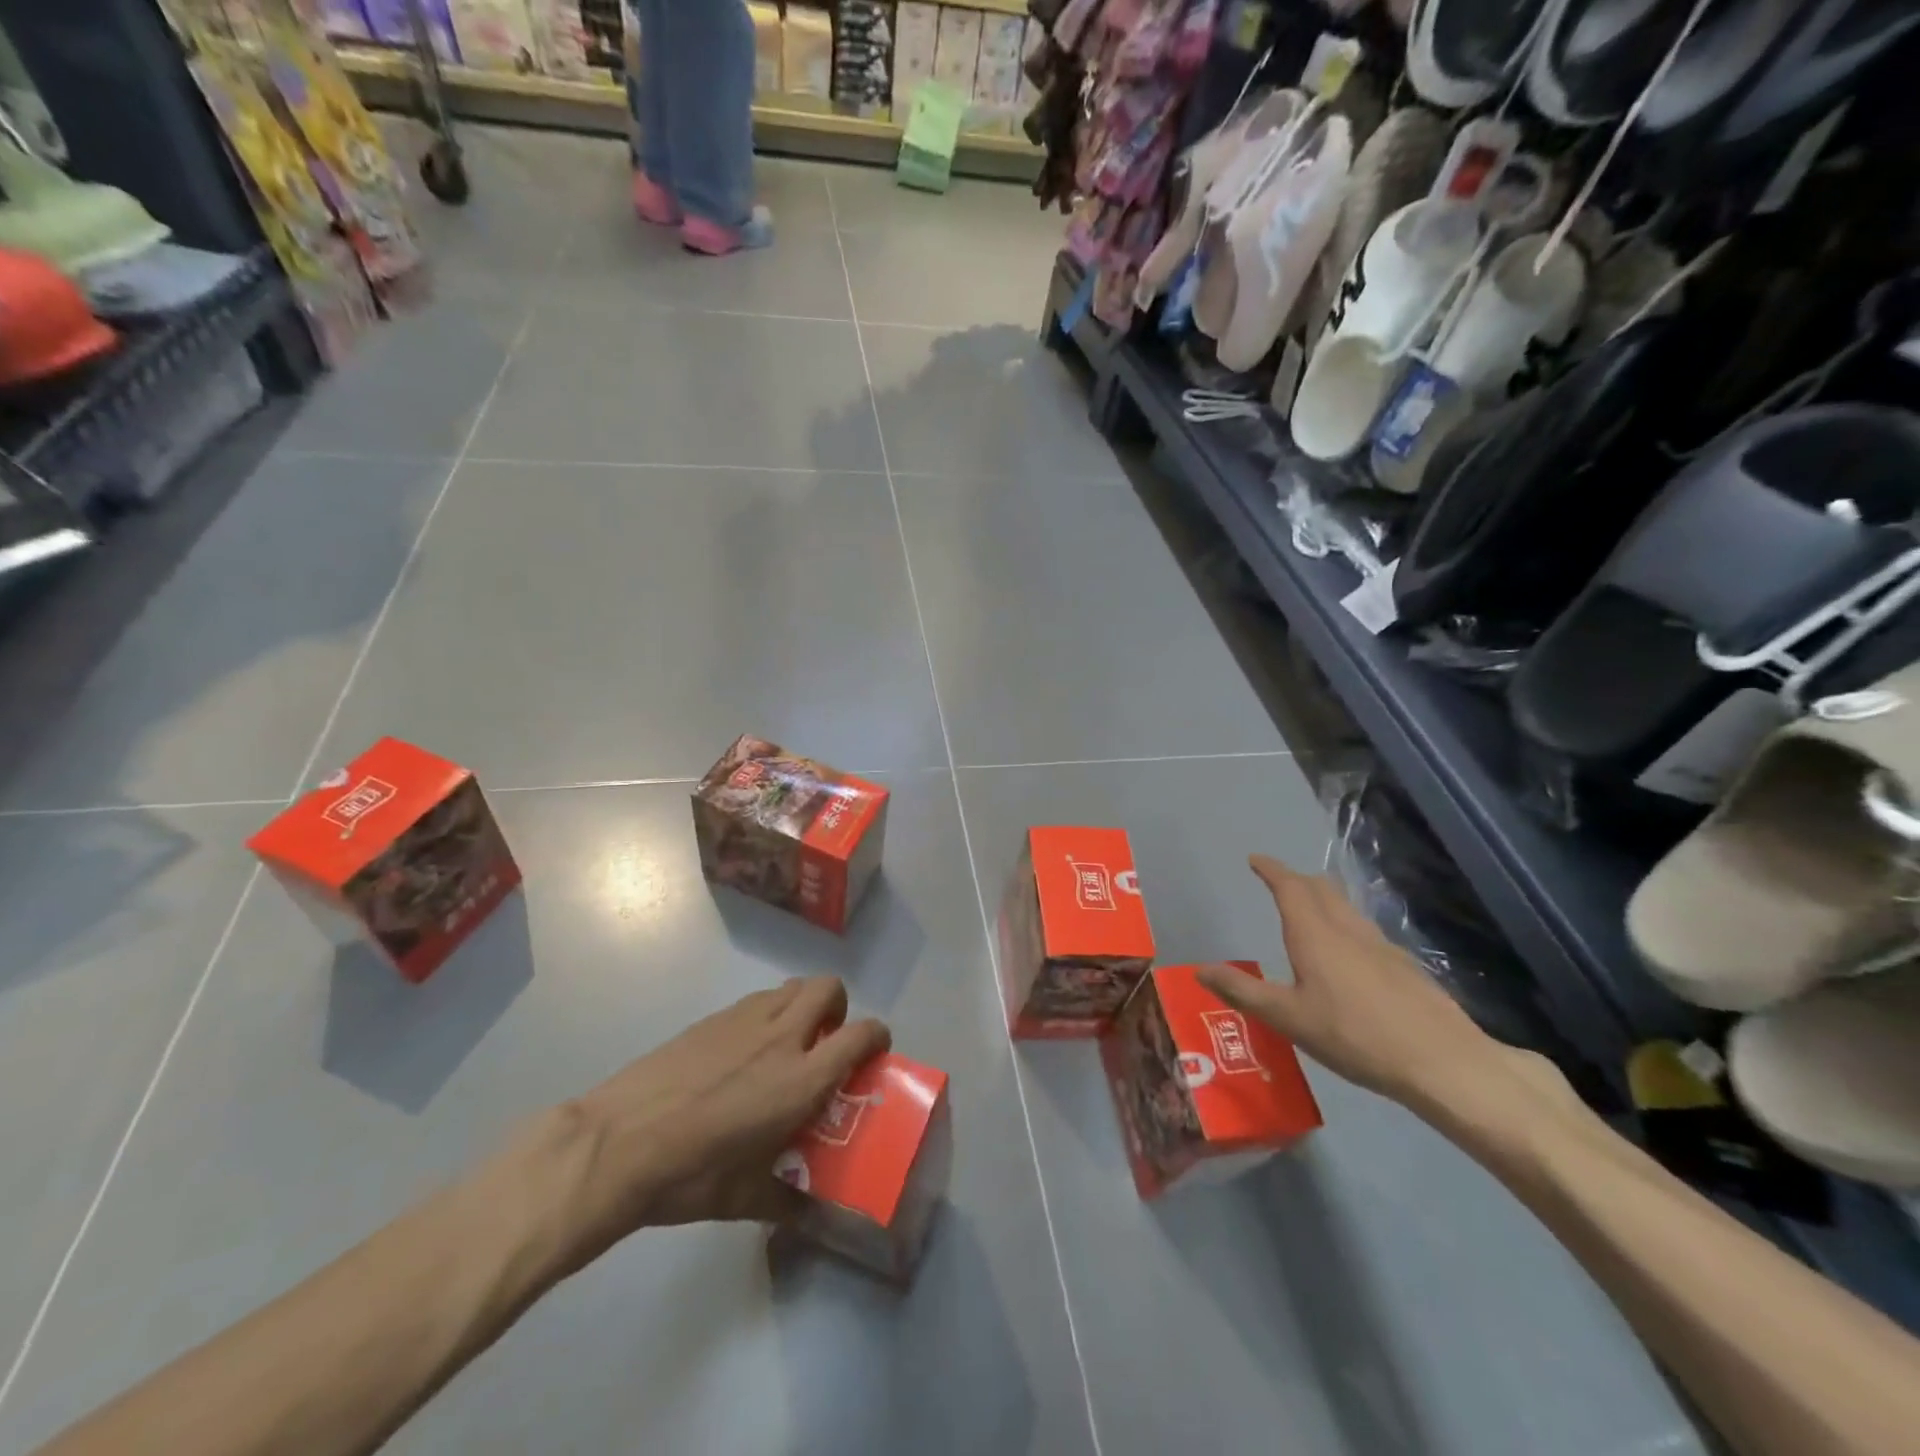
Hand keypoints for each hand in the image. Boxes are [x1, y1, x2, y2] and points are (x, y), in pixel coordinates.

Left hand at [556, 977, 888, 1264]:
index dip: (877, 1037)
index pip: (861, 1034)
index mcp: (801, 1079)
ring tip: (786, 1043)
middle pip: (829, 988)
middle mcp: (782, 1037)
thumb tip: (809, 1213)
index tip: (874, 1054)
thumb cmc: (690, 1175)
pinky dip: (766, 1013)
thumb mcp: (744, 1199)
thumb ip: (786, 1198)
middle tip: (826, 1041)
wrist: (618, 1143)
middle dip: (838, 1007)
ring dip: (802, 1005)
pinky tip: (742, 1052)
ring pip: (792, 986)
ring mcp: (744, 1020)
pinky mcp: (713, 1018)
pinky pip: (756, 1000)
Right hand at [1198, 855, 1562, 1113]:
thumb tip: (1200, 969)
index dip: (1271, 870)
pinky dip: (1345, 927)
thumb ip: (1243, 992)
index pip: (1290, 887)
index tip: (1256, 859)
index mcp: (1315, 935)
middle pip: (1322, 889)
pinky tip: (1349, 958)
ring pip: (1347, 909)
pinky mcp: (1406, 968)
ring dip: (1323, 900)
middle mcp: (1348, 931)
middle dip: (1297, 880)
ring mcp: (1382, 947)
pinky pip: (1365, 932)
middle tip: (1279, 883)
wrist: (1444, 1063)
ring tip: (1309, 915)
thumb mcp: (1288, 1018)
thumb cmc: (1355, 1037)